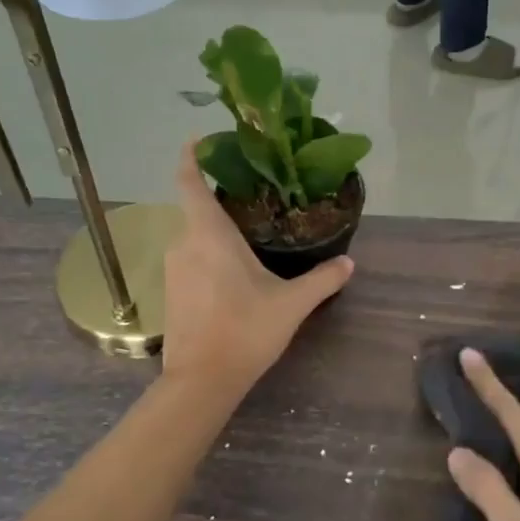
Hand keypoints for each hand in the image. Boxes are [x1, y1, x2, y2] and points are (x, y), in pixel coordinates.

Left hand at [161, 142, 353, 396]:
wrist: (201, 380)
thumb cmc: (245, 330)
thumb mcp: (291, 304)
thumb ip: (322, 280)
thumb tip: (349, 263)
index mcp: (209, 234)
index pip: (190, 182)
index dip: (191, 156)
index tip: (200, 140)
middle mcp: (183, 243)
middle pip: (196, 211)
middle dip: (221, 203)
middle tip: (254, 200)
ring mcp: (172, 269)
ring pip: (194, 238)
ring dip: (216, 235)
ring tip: (249, 239)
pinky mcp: (170, 292)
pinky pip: (189, 260)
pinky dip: (208, 257)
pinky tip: (232, 276)